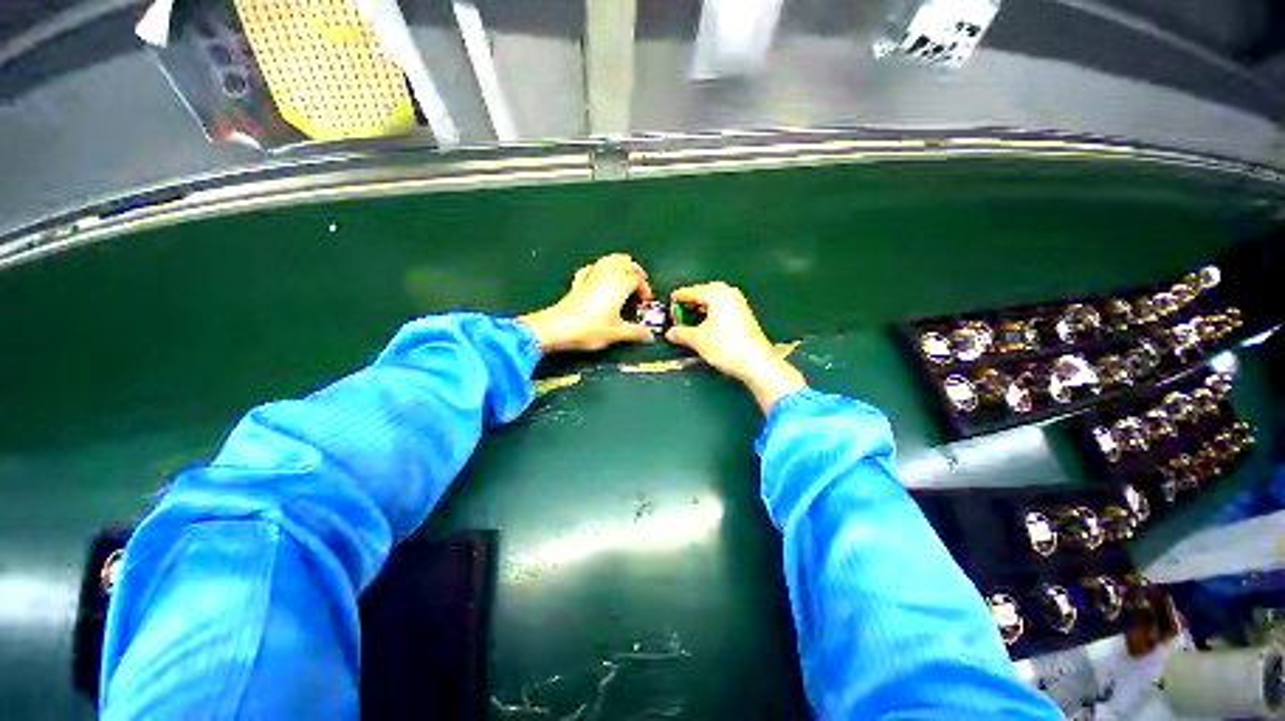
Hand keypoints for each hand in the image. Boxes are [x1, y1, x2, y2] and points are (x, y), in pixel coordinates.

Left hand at [519, 254, 656, 352]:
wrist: (558, 328)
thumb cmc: (589, 329)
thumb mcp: (617, 333)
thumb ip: (635, 332)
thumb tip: (649, 335)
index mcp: (619, 285)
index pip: (637, 278)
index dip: (644, 287)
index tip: (646, 299)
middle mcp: (606, 276)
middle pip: (624, 263)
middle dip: (634, 270)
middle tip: (640, 281)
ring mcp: (590, 276)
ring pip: (608, 261)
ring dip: (619, 264)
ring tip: (624, 274)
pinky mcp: (578, 283)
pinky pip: (591, 268)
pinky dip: (599, 269)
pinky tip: (599, 275)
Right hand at [665, 282, 805, 413]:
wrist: (755, 362)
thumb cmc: (728, 347)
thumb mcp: (697, 339)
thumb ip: (681, 333)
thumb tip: (671, 333)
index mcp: (716, 294)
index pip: (691, 291)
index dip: (677, 300)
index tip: (669, 307)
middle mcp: (729, 294)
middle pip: (703, 293)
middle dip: (690, 303)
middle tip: (679, 315)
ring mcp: (738, 304)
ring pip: (713, 300)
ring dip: (700, 309)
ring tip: (690, 322)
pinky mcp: (743, 315)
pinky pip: (722, 308)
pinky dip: (711, 313)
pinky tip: (705, 326)